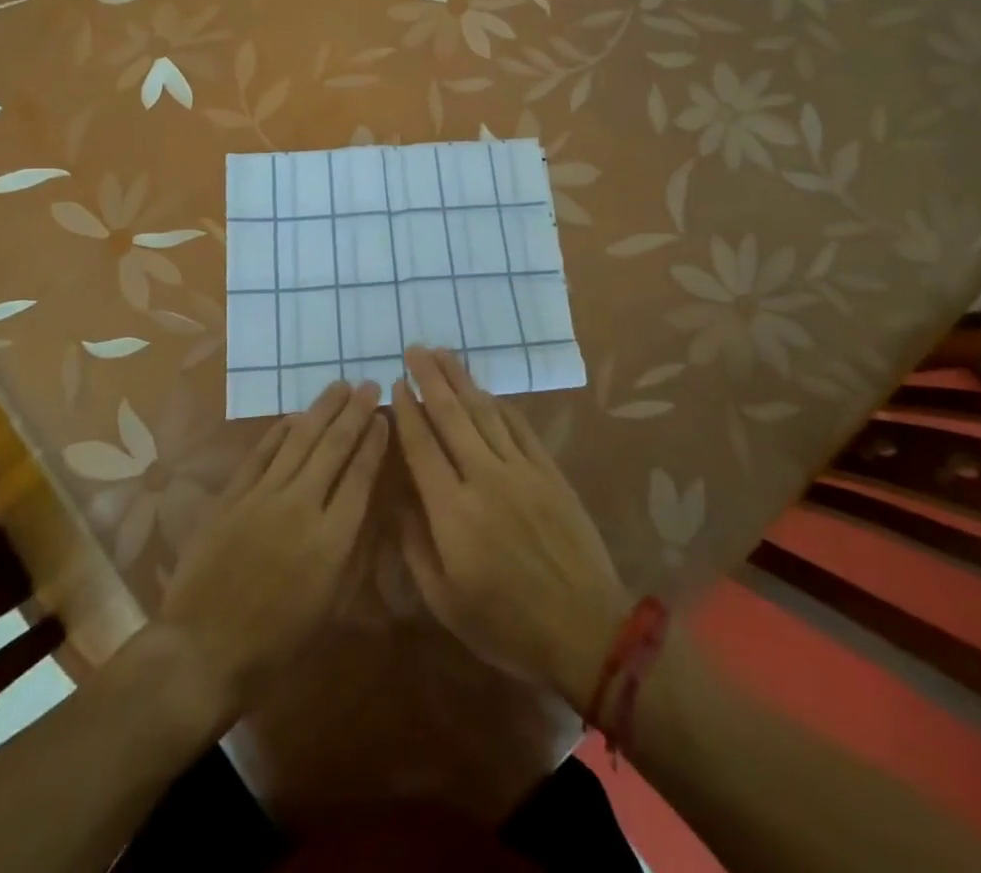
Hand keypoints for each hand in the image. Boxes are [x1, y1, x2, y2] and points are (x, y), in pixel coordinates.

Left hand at [156, 380, 387, 723]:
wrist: (204, 648)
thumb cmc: (276, 642)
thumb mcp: (329, 607)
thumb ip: (349, 552)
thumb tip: (364, 509)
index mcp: (332, 540)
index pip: (360, 477)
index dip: (374, 443)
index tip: (384, 418)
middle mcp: (302, 506)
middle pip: (334, 447)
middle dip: (355, 413)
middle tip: (369, 385)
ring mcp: (263, 496)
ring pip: (299, 440)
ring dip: (322, 410)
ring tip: (339, 386)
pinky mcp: (232, 495)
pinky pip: (261, 453)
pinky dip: (279, 431)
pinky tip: (294, 416)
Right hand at [394, 346, 630, 711]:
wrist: (585, 631)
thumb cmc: (506, 625)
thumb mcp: (445, 601)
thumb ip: (414, 545)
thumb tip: (397, 499)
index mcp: (453, 511)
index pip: (422, 446)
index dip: (407, 412)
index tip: (395, 384)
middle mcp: (485, 478)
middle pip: (452, 416)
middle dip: (431, 379)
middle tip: (415, 349)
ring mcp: (521, 471)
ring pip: (485, 413)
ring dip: (462, 380)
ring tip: (444, 354)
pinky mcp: (549, 473)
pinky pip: (519, 428)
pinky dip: (500, 405)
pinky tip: (487, 392)